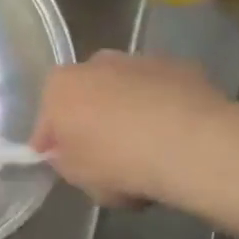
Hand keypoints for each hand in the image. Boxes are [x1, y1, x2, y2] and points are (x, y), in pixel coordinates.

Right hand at [30, 52, 238, 211]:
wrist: (192, 145)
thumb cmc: (120, 162)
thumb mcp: (79, 177)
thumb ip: (64, 160)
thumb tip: (66, 153)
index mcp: (60, 86)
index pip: (47, 119)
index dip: (55, 144)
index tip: (67, 165)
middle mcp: (94, 62)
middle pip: (86, 95)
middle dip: (93, 119)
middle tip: (108, 156)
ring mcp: (138, 60)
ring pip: (124, 89)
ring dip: (128, 110)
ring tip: (148, 148)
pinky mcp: (178, 66)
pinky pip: (160, 91)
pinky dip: (162, 107)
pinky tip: (176, 137)